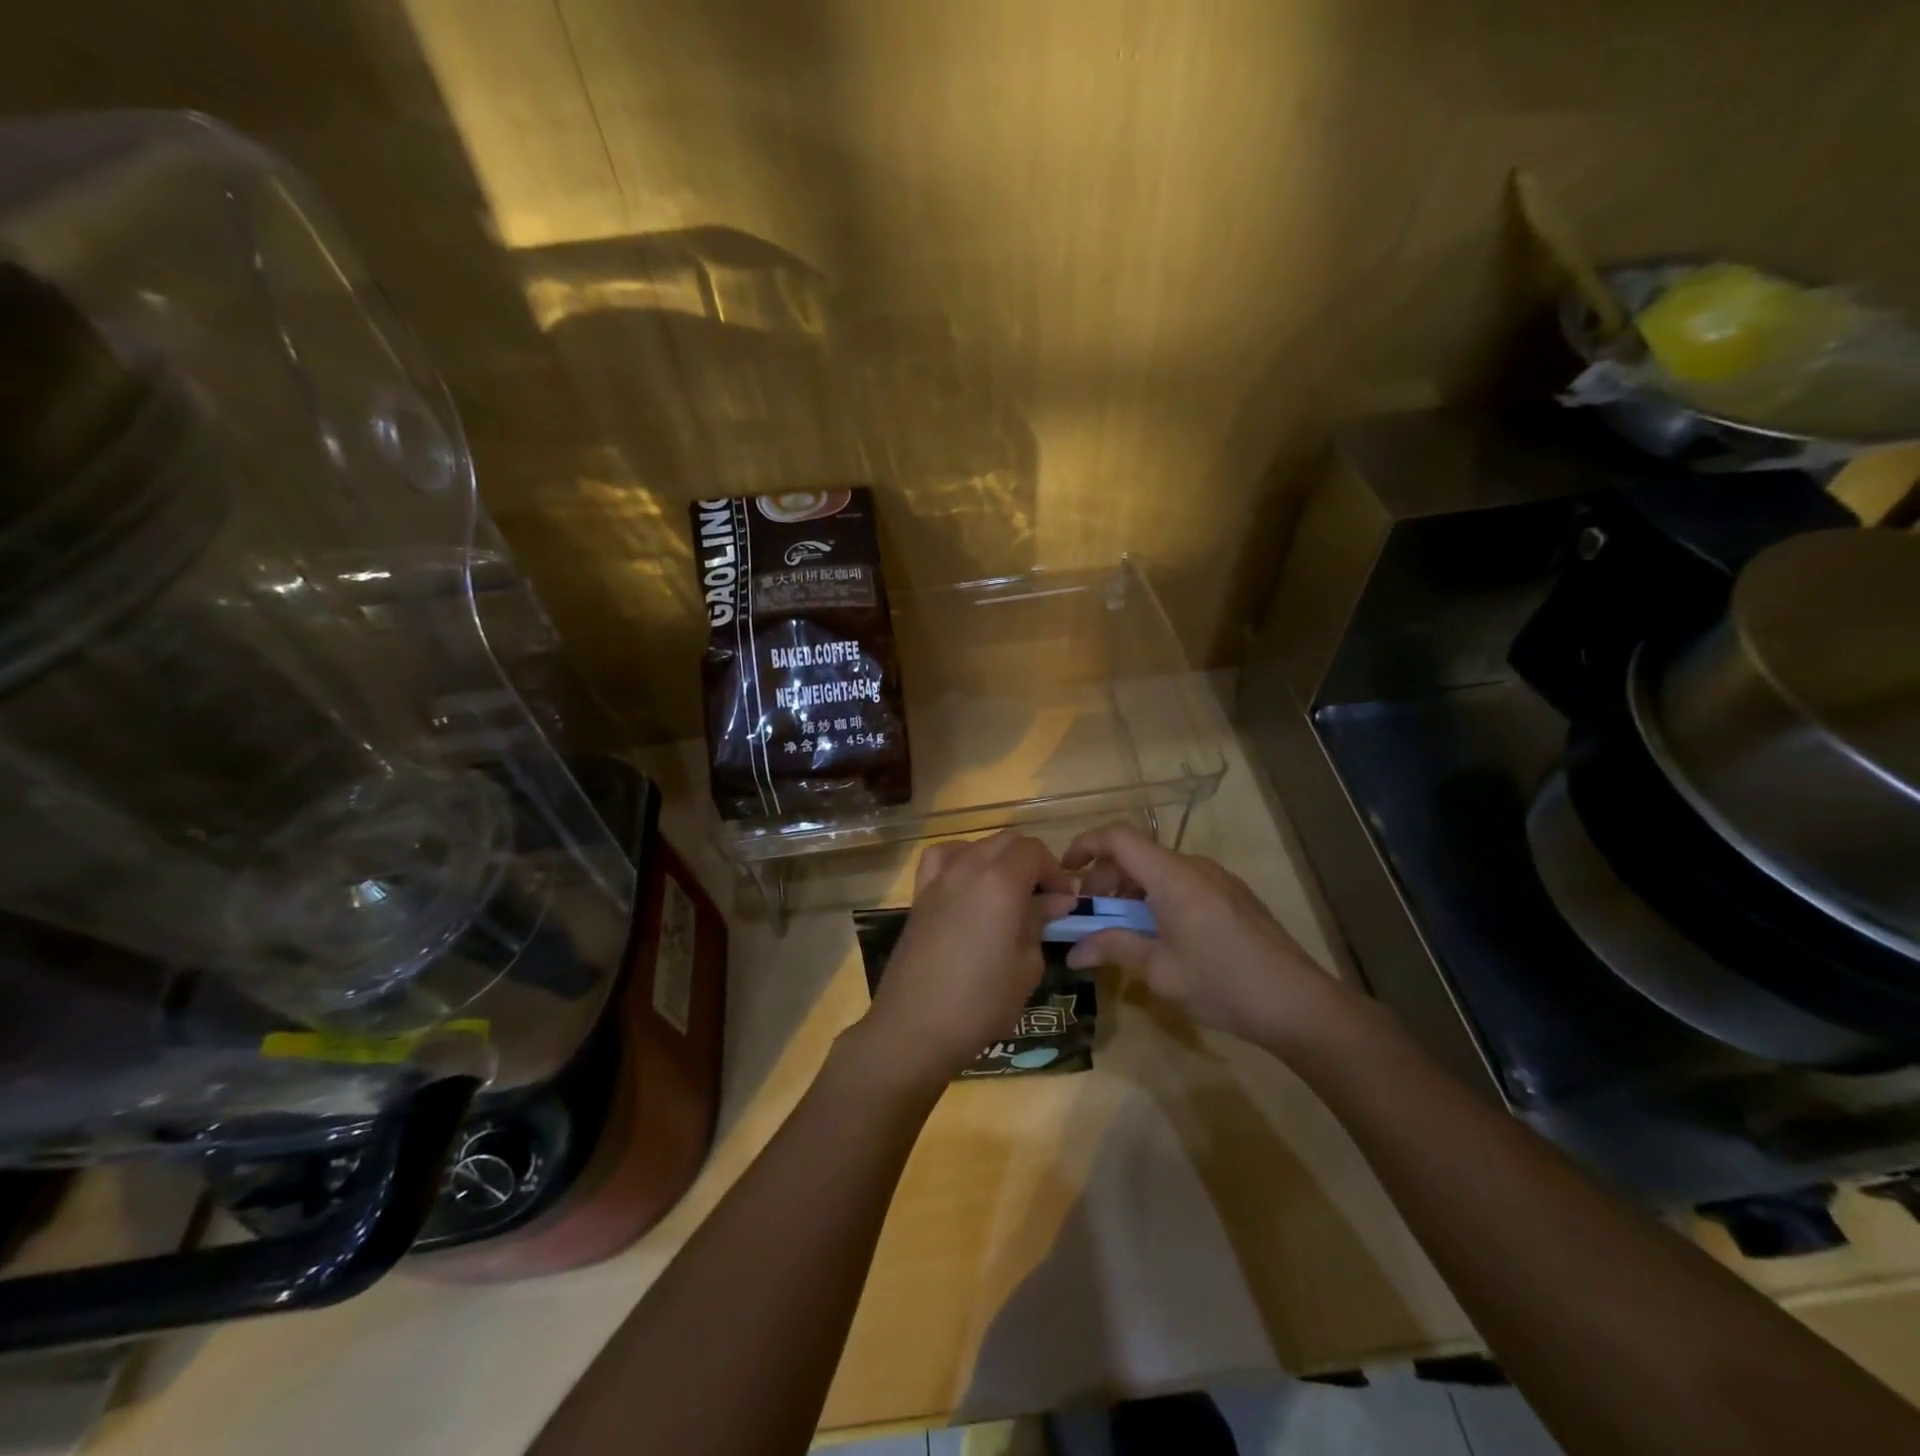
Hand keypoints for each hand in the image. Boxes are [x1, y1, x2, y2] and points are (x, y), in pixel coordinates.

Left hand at [858, 831, 1077, 1084]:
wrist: (914, 1026)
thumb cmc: (981, 1002)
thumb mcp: (1026, 966)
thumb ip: (1039, 922)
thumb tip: (1054, 900)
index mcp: (1001, 882)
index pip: (1034, 851)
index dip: (1055, 871)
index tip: (1065, 901)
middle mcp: (968, 868)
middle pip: (1007, 842)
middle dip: (1031, 862)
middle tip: (1043, 898)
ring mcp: (939, 878)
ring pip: (977, 845)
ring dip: (999, 859)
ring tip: (1008, 892)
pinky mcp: (920, 895)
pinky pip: (941, 858)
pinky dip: (960, 858)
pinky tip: (967, 883)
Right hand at [1060, 823, 1357, 1052]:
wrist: (1298, 1004)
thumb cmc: (1222, 984)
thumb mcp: (1159, 971)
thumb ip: (1113, 949)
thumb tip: (1072, 952)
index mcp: (1173, 876)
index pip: (1119, 838)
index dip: (1086, 846)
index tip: (1065, 871)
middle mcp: (1195, 867)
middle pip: (1138, 854)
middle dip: (1106, 879)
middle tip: (1091, 917)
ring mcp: (1219, 879)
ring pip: (1161, 869)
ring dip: (1132, 890)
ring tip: (1122, 929)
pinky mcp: (1234, 896)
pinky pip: (1183, 882)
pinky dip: (1158, 897)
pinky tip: (1160, 934)